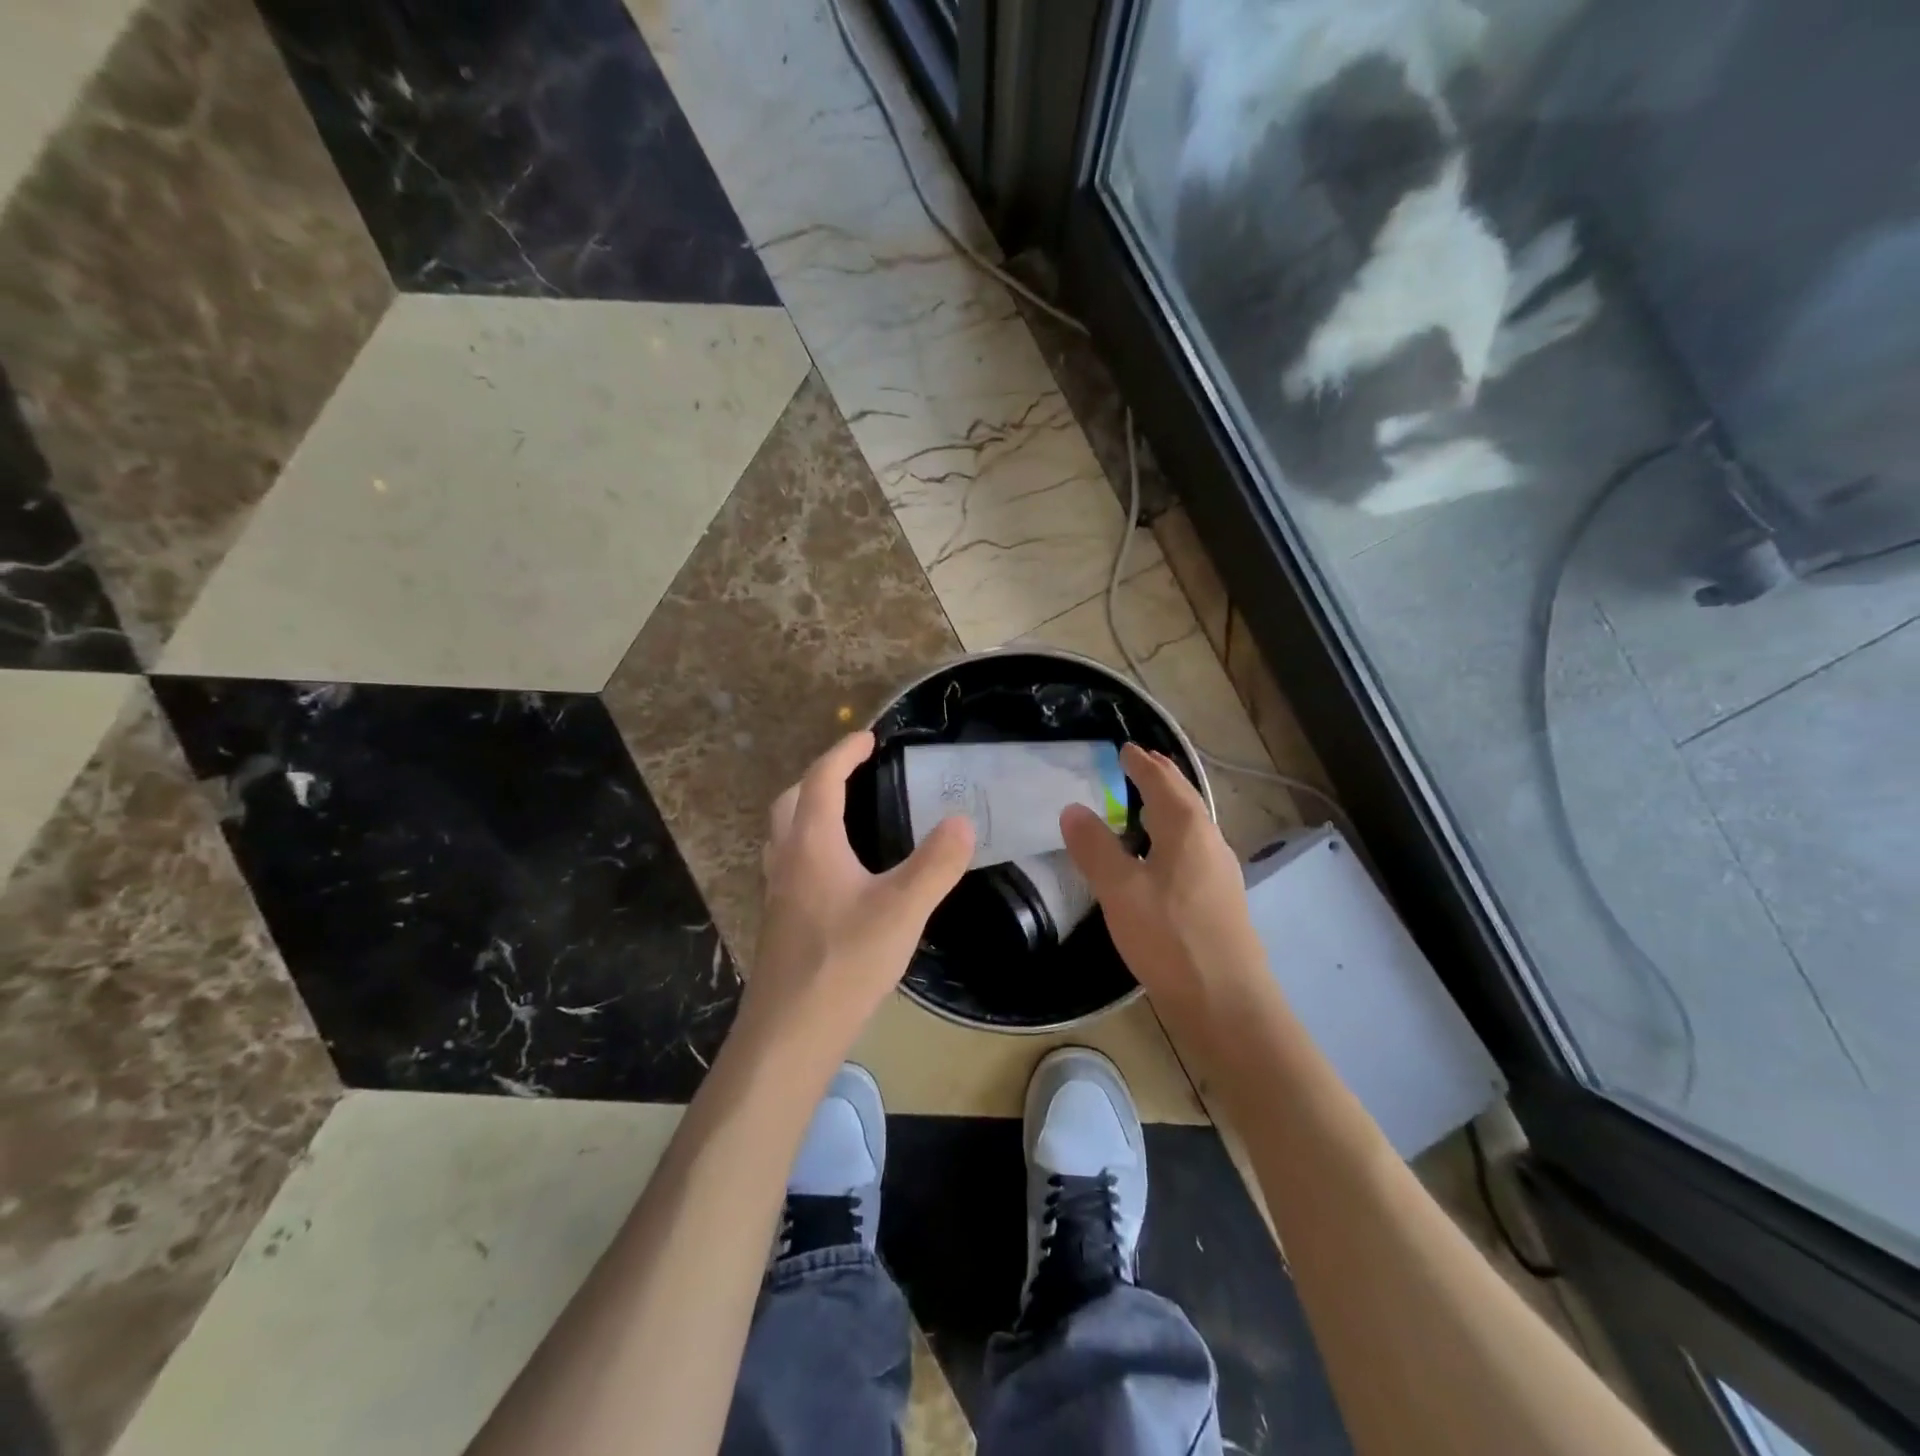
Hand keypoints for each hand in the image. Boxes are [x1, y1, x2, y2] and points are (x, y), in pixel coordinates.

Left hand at [741, 731, 974, 1065]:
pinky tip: (837, 874)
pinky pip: (790, 862)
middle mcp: (787, 859)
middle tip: (854, 773)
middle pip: (792, 801)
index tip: (869, 738)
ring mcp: (778, 891)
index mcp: (812, 844)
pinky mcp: (780, 920)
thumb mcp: (903, 909)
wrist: (791, 1031)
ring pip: (785, 833)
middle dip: (821, 777)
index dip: (844, 753)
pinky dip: (809, 846)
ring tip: (845, 815)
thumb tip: (963, 821)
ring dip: (808, 811)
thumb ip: (936, 863)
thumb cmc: (845, 961)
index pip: (822, 779)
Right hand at [1060, 743, 1267, 1018]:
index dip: (1141, 763)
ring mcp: (1221, 871)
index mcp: (1187, 829)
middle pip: (1184, 798)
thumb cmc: (1170, 939)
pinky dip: (1173, 836)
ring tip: (1145, 805)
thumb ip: (1094, 847)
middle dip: (1161, 777)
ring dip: (1169, 807)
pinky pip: (1193, 849)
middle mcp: (1210, 841)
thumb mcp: (1120, 891)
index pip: (1161, 781)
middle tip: (1139, 763)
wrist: (1227, 1003)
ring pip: (1191, 825)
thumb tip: (1073, 809)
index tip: (1124, 748)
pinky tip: (1161, 858)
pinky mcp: (1221, 899)